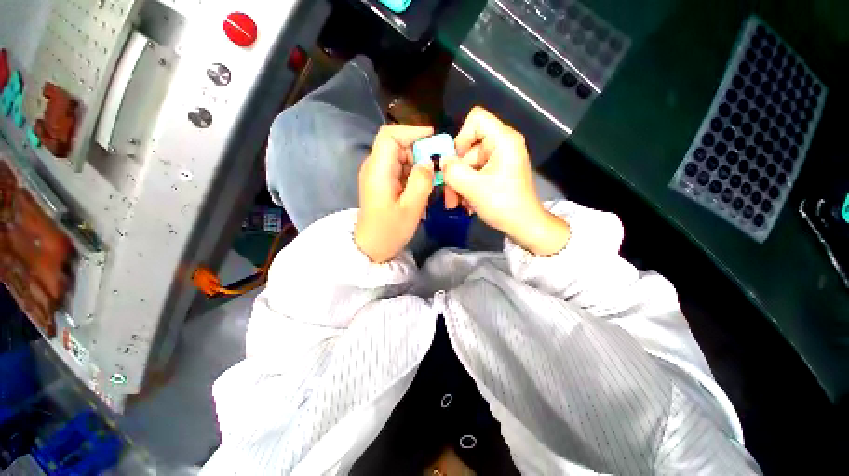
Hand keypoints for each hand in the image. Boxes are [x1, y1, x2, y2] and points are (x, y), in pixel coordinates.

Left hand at [355, 125, 434, 262]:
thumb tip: (429, 162)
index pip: (390, 135)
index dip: (412, 131)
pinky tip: (421, 191)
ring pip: (400, 158)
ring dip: (418, 166)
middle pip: (397, 146)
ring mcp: (377, 175)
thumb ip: (422, 181)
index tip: (433, 138)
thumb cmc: (389, 231)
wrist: (371, 247)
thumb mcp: (411, 208)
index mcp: (378, 170)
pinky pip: (399, 171)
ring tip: (432, 183)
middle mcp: (375, 167)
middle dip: (420, 152)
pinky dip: (412, 176)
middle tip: (439, 167)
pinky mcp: (381, 183)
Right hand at [443, 107, 569, 255]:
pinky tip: (467, 203)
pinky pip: (476, 172)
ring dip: (460, 184)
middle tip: (450, 195)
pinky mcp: (498, 172)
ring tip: (457, 203)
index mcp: (503, 140)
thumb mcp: (472, 188)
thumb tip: (442, 162)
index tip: (457, 161)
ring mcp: (500, 159)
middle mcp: (503, 144)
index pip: (476, 119)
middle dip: (457, 172)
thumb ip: (452, 171)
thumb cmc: (502, 204)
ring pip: (469, 163)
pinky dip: (468, 187)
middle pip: (469, 147)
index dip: (461, 137)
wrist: (524, 226)